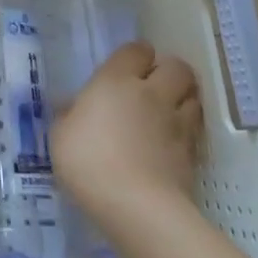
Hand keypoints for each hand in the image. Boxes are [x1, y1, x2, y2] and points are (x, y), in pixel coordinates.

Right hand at [52, 40, 202, 225]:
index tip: (124, 69)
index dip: (134, 56)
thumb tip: (74, 107)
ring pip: (194, 95)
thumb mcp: (61, 135)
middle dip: (168, 71)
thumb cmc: (89, 162)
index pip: (136, 50)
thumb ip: (70, 115)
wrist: (137, 207)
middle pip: (176, 67)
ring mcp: (177, 122)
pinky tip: (173, 140)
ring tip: (168, 110)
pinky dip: (189, 128)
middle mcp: (151, 93)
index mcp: (115, 81)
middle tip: (152, 86)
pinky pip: (197, 128)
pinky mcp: (193, 152)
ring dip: (183, 97)